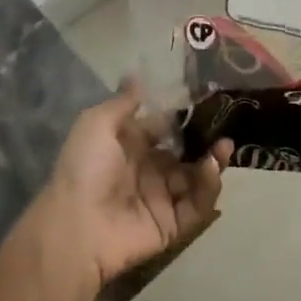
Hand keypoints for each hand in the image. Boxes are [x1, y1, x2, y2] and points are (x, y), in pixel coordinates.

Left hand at [39, 82, 231, 287]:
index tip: (204, 102)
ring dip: (213, 161)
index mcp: (130, 148)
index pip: (164, 130)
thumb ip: (123, 101)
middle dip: (205, 141)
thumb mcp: (97, 123)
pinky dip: (209, 187)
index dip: (182, 118)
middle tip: (224, 127)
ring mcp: (162, 198)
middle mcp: (148, 171)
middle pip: (185, 154)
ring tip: (224, 146)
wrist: (77, 225)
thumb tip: (136, 75)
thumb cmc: (86, 168)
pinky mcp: (173, 224)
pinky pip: (198, 205)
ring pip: (196, 178)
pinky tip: (211, 168)